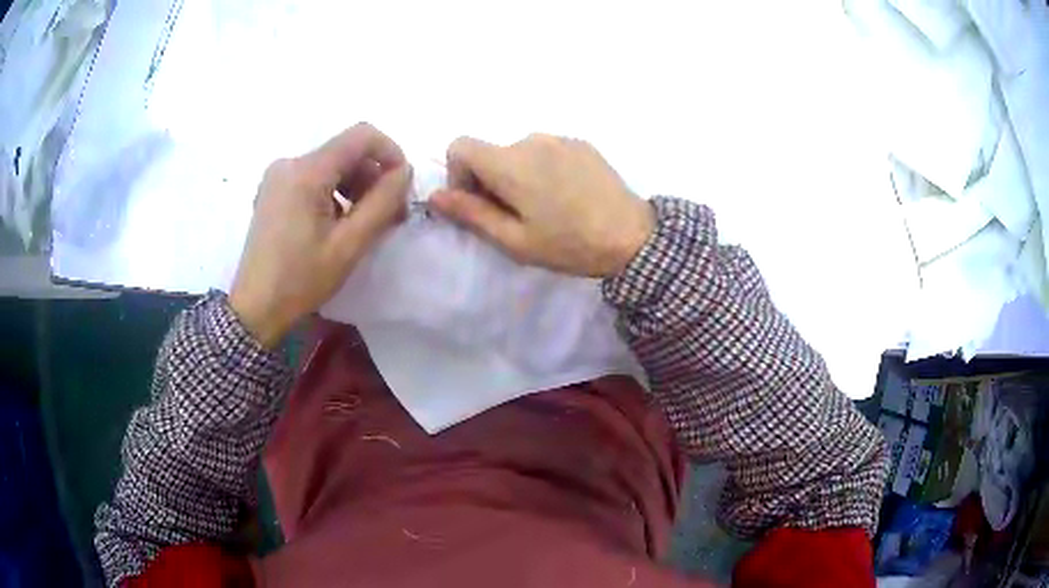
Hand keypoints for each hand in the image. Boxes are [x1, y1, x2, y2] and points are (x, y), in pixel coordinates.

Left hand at [230, 123, 410, 347]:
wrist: (255, 308)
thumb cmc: (300, 280)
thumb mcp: (349, 245)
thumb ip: (383, 202)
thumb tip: (405, 172)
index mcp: (306, 172)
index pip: (361, 135)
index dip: (390, 153)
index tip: (401, 186)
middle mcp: (289, 163)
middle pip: (346, 151)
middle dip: (373, 176)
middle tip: (389, 215)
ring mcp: (278, 176)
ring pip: (331, 164)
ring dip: (355, 186)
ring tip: (364, 223)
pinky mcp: (274, 190)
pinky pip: (314, 177)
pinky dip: (334, 193)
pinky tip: (336, 224)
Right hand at [429, 134, 654, 277]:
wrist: (633, 236)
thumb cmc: (569, 244)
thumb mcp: (515, 240)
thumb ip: (471, 214)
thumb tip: (435, 195)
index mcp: (509, 162)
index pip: (460, 145)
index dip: (459, 173)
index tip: (479, 201)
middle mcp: (531, 139)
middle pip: (491, 151)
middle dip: (490, 179)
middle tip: (516, 215)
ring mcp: (559, 138)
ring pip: (519, 151)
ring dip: (519, 174)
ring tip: (546, 206)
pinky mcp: (581, 143)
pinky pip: (547, 150)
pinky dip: (544, 167)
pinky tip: (568, 194)